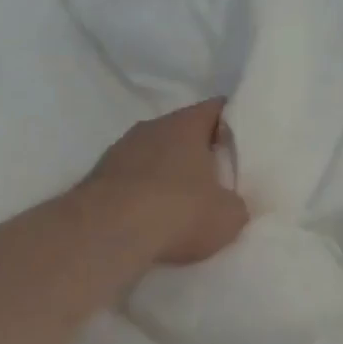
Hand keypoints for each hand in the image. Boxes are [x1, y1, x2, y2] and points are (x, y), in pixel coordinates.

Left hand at [84, 99, 249, 265]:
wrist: (106, 235)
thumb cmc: (179, 211)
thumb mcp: (228, 216)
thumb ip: (235, 203)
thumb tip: (229, 205)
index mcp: (187, 124)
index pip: (217, 108)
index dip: (234, 121)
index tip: (245, 139)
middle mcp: (152, 127)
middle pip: (183, 131)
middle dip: (199, 150)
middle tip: (219, 174)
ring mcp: (119, 150)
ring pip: (153, 154)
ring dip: (167, 171)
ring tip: (183, 201)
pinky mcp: (97, 177)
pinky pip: (130, 178)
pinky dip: (142, 192)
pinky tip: (151, 216)